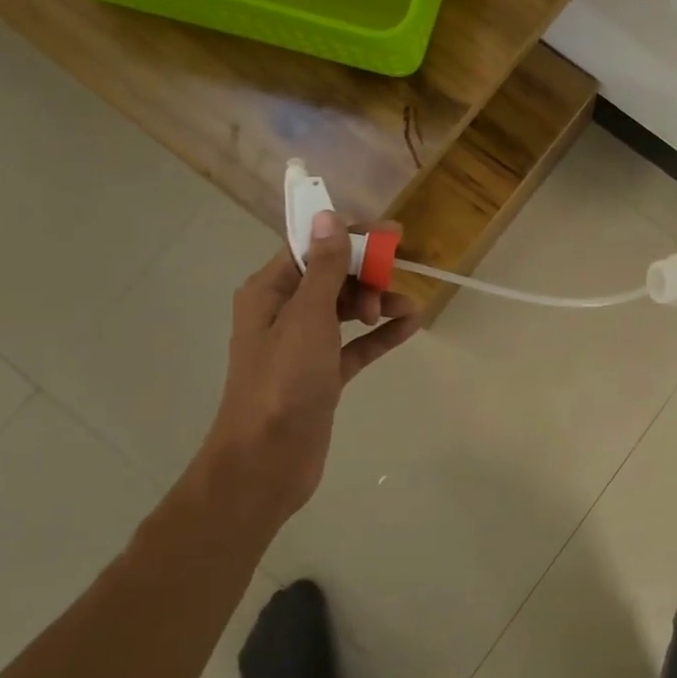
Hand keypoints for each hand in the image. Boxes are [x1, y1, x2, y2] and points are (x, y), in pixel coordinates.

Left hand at [196, 211, 420, 521]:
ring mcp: (304, 346)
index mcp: (269, 292)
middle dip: (366, 275)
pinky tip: (410, 326)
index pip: (312, 248)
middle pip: (332, 277)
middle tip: (391, 285)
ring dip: (378, 304)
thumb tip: (328, 216)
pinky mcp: (323, 375)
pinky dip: (380, 335)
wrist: (266, 461)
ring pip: (347, 310)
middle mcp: (284, 313)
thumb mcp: (306, 317)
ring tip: (407, 310)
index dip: (350, 237)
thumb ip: (323, 268)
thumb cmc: (282, 381)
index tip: (392, 234)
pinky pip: (357, 345)